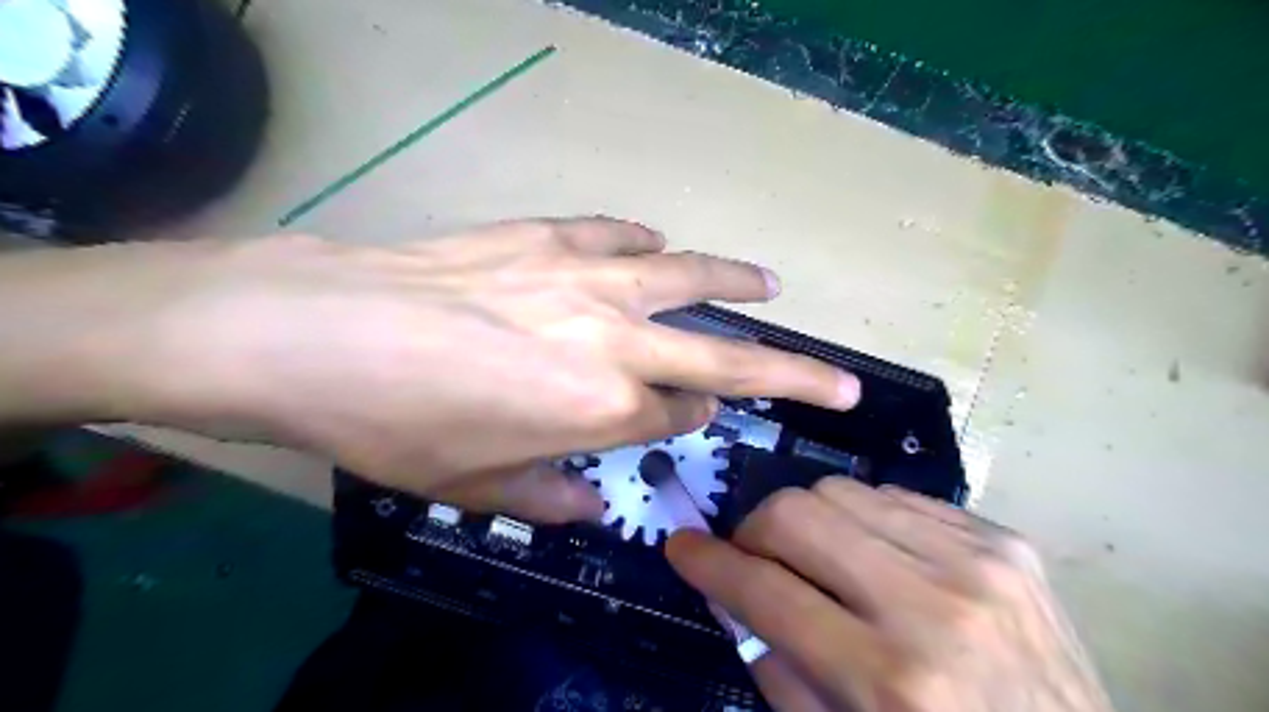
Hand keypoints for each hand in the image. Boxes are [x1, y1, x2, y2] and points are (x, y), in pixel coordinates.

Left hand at [123, 213, 856, 516]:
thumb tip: (582, 505)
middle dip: (790, 374)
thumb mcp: (470, 485)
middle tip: (838, 380)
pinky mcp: (546, 236)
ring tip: (769, 284)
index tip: (693, 418)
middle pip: (724, 355)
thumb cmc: (393, 422)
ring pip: (685, 277)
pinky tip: (654, 242)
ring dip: (733, 282)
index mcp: (601, 408)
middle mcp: (612, 340)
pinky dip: (642, 241)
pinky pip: (615, 235)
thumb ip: (544, 494)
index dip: (691, 419)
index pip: (678, 414)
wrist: (317, 331)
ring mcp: (583, 278)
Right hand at [667, 478, 1112, 710]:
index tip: (682, 546)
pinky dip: (867, 522)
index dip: (709, 562)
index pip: (765, 589)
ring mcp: (977, 561)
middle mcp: (932, 605)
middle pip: (798, 513)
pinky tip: (879, 558)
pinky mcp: (1005, 540)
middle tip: (757, 558)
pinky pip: (897, 498)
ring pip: (842, 491)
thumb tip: (734, 597)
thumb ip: (780, 669)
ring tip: (821, 559)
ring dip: (811, 522)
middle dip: (757, 531)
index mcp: (888, 678)